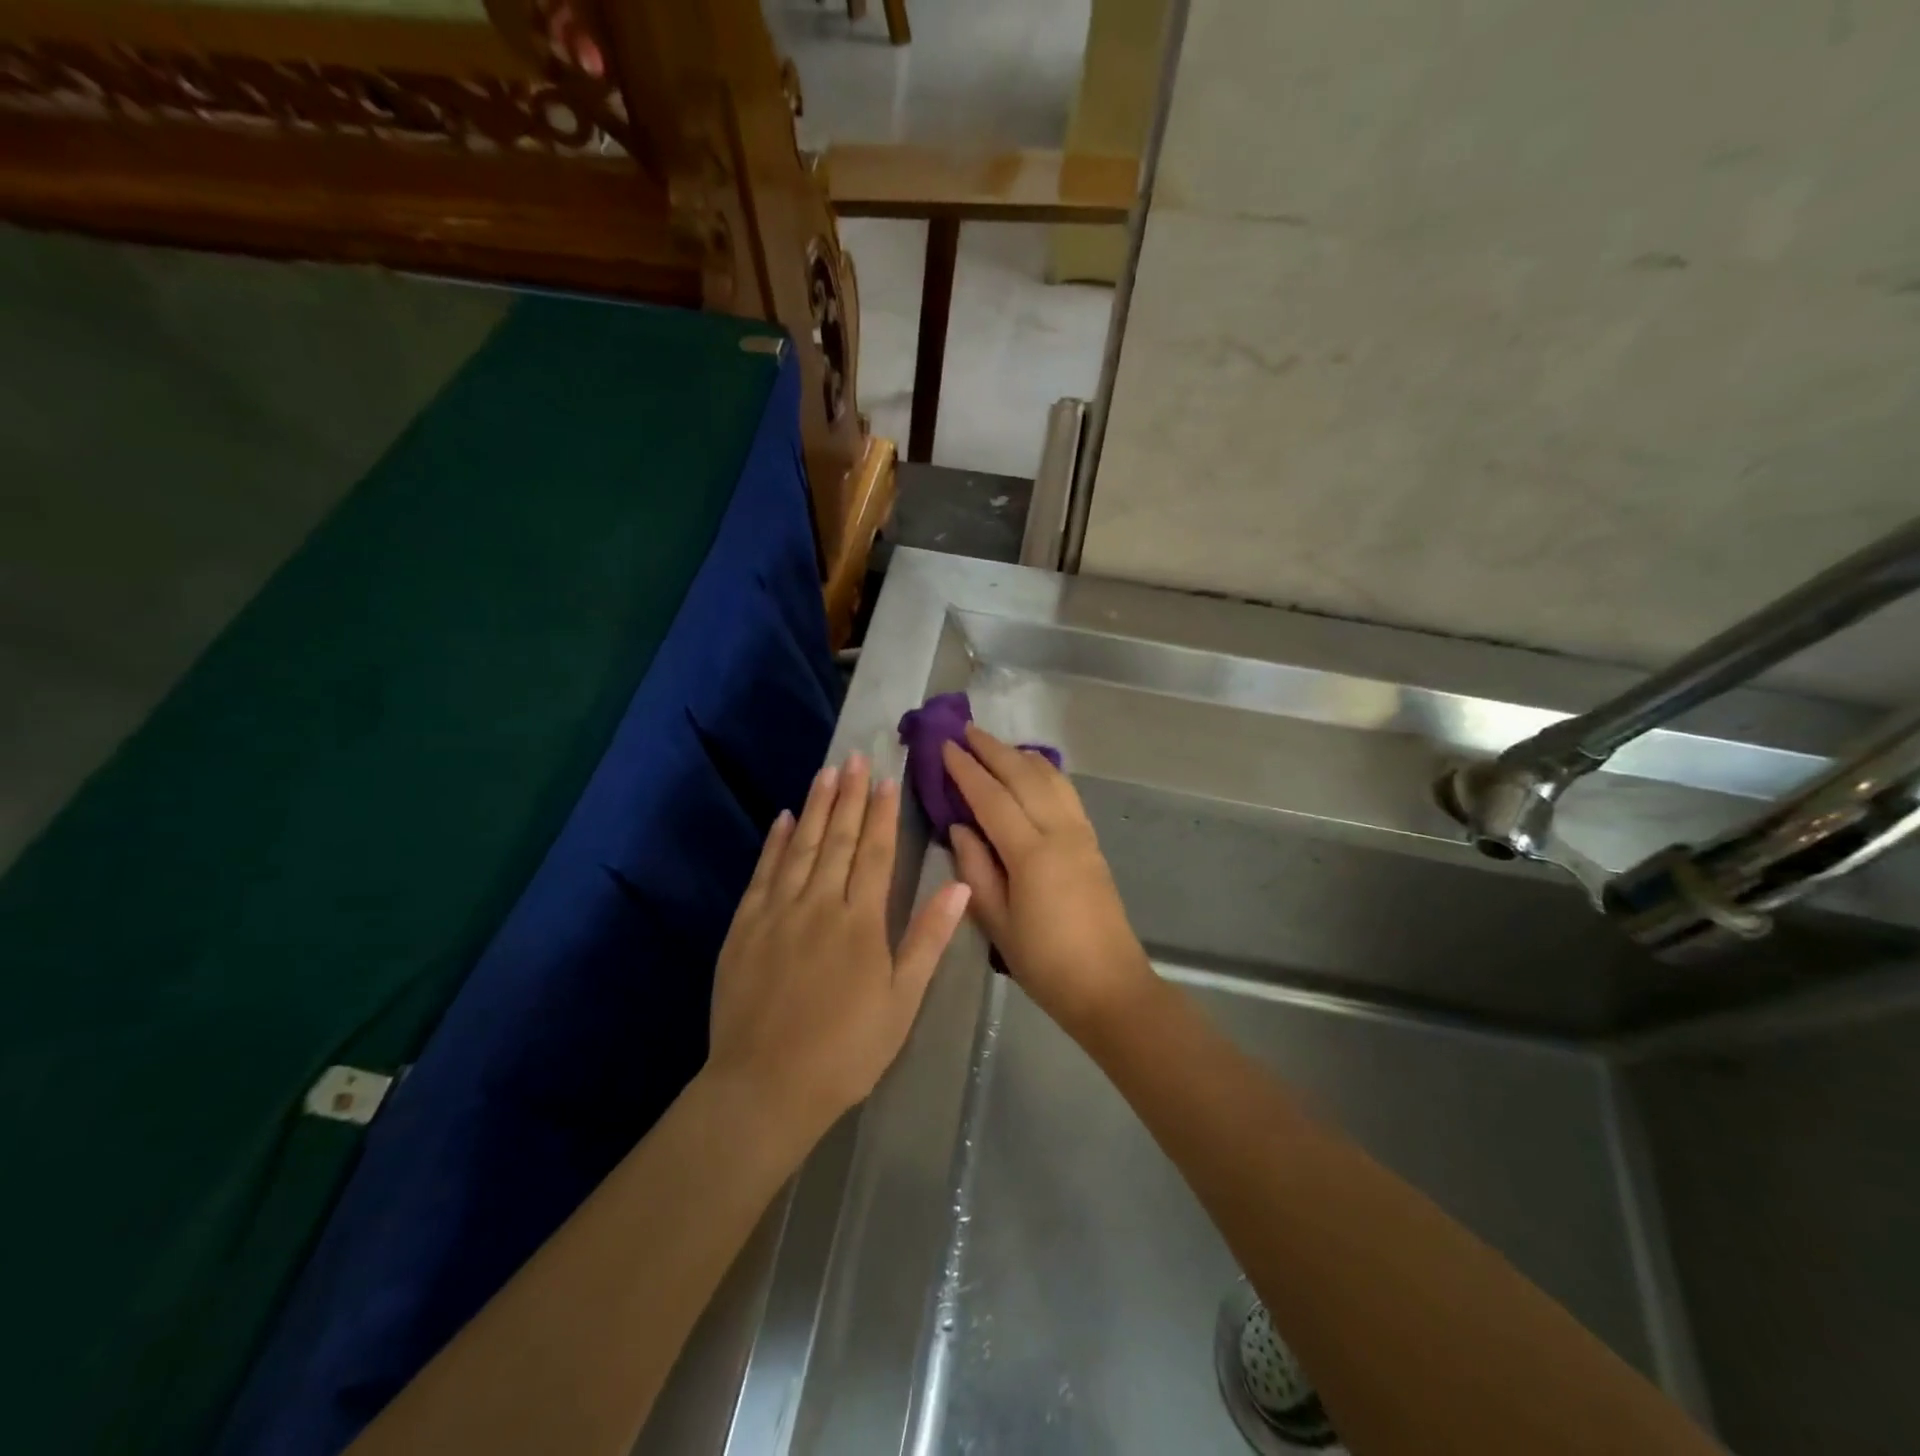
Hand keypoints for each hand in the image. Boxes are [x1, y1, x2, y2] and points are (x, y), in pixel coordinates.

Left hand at [708, 754, 970, 1138]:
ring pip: (800, 847)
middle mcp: (818, 904)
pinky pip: (763, 874)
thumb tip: (958, 885)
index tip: (887, 779)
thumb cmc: (846, 1050)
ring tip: (826, 772)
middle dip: (849, 796)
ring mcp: (777, 913)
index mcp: (860, 921)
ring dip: (815, 807)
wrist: (766, 1086)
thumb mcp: (901, 1001)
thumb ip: (928, 939)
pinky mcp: (745, 928)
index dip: (882, 814)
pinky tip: (783, 819)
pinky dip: (774, 843)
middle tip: (856, 757)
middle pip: (837, 839)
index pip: (874, 853)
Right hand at [942, 725, 1155, 1037]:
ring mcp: (1081, 834)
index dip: (966, 770)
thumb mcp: (996, 925)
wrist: (1109, 986)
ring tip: (995, 744)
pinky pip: (1066, 792)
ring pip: (1050, 778)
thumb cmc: (1045, 963)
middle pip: (1024, 776)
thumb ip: (974, 871)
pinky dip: (1045, 772)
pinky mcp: (1093, 842)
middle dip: (993, 749)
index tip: (945, 746)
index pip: (992, 798)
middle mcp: (1059, 833)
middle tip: (965, 730)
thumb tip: (959, 827)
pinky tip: (1033, 770)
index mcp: (1031, 855)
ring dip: (1020, 754)